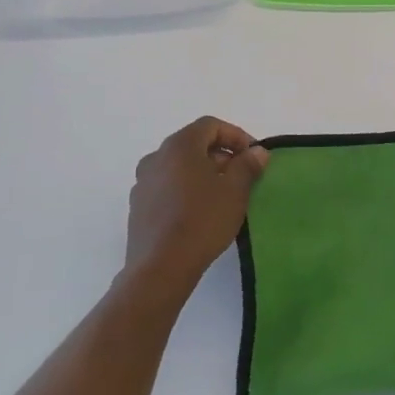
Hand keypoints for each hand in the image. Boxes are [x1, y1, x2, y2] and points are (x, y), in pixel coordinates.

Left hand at [123, 117, 268, 303]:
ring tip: (222, 195)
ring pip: (179, 166)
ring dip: (203, 173)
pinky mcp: (138, 207)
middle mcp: (156, 157)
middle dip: (221, 155)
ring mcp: (143, 182)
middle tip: (241, 175)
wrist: (160, 268)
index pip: (210, 126)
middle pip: (193, 144)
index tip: (253, 155)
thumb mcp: (235, 191)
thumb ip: (247, 165)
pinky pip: (167, 187)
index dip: (236, 135)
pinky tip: (199, 212)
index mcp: (179, 146)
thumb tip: (257, 152)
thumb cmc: (202, 220)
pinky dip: (186, 189)